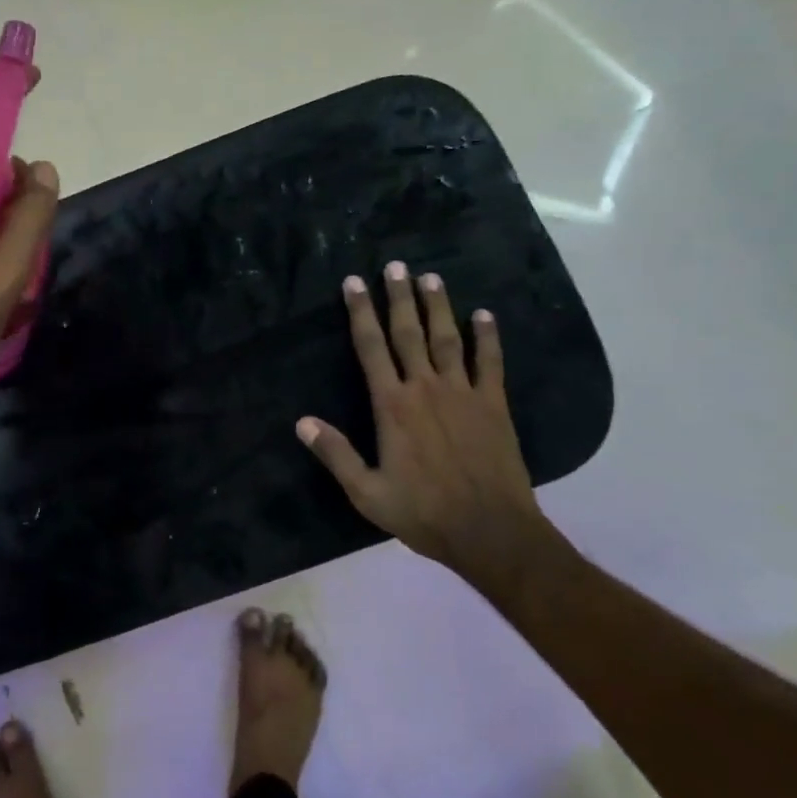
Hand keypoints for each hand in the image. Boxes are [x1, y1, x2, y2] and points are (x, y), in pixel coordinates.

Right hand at [297, 264, 554, 587]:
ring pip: (447, 339)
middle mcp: (425, 388)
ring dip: (438, 306)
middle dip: (398, 297)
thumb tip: (301, 422)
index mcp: (392, 406)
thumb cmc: (424, 513)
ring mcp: (463, 393)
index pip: (371, 348)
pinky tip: (484, 315)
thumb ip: (335, 454)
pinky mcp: (494, 405)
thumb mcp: (367, 492)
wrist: (492, 532)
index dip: (360, 312)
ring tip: (430, 277)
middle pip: (408, 333)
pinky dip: (487, 337)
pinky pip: (490, 363)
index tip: (353, 283)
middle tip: (394, 265)